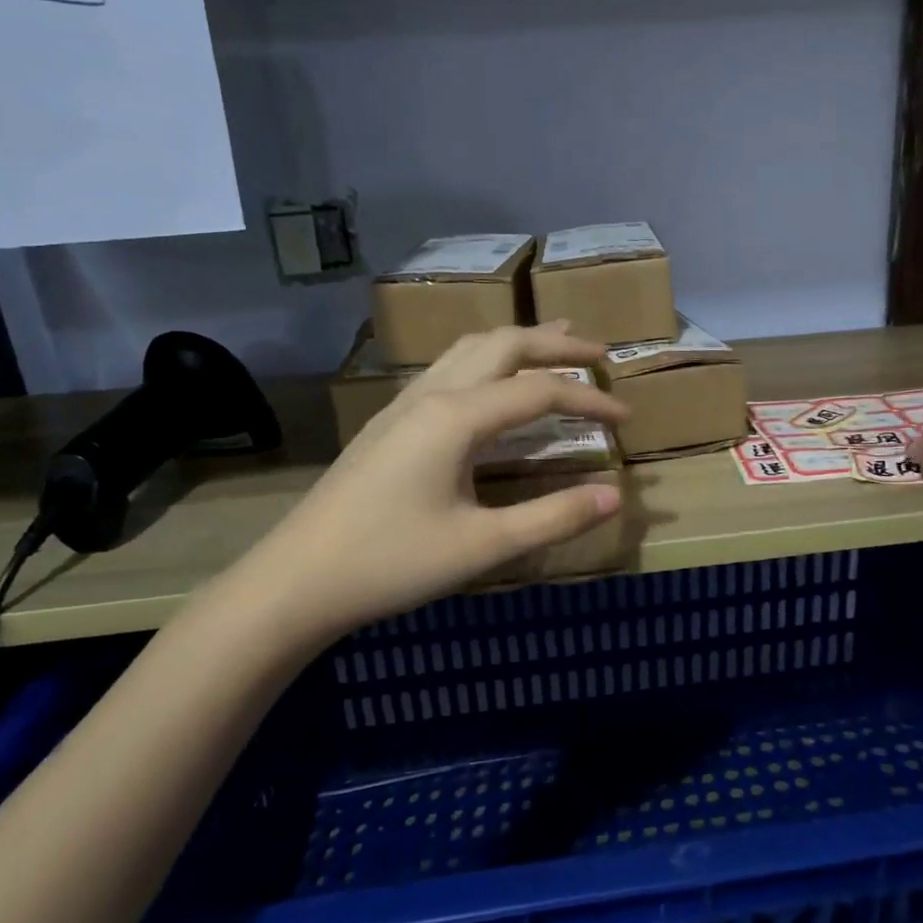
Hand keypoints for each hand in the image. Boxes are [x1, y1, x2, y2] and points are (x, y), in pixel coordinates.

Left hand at [224, 324, 627, 651]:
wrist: (295, 580)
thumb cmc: (391, 563)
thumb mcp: (482, 546)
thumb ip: (552, 517)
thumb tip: (614, 495)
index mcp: (456, 417)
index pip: (539, 391)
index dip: (589, 400)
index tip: (626, 420)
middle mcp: (431, 396)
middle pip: (503, 346)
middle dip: (556, 344)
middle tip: (600, 353)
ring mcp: (404, 405)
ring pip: (469, 350)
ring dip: (517, 342)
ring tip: (553, 342)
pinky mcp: (389, 423)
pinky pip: (449, 369)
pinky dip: (487, 360)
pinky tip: (491, 382)